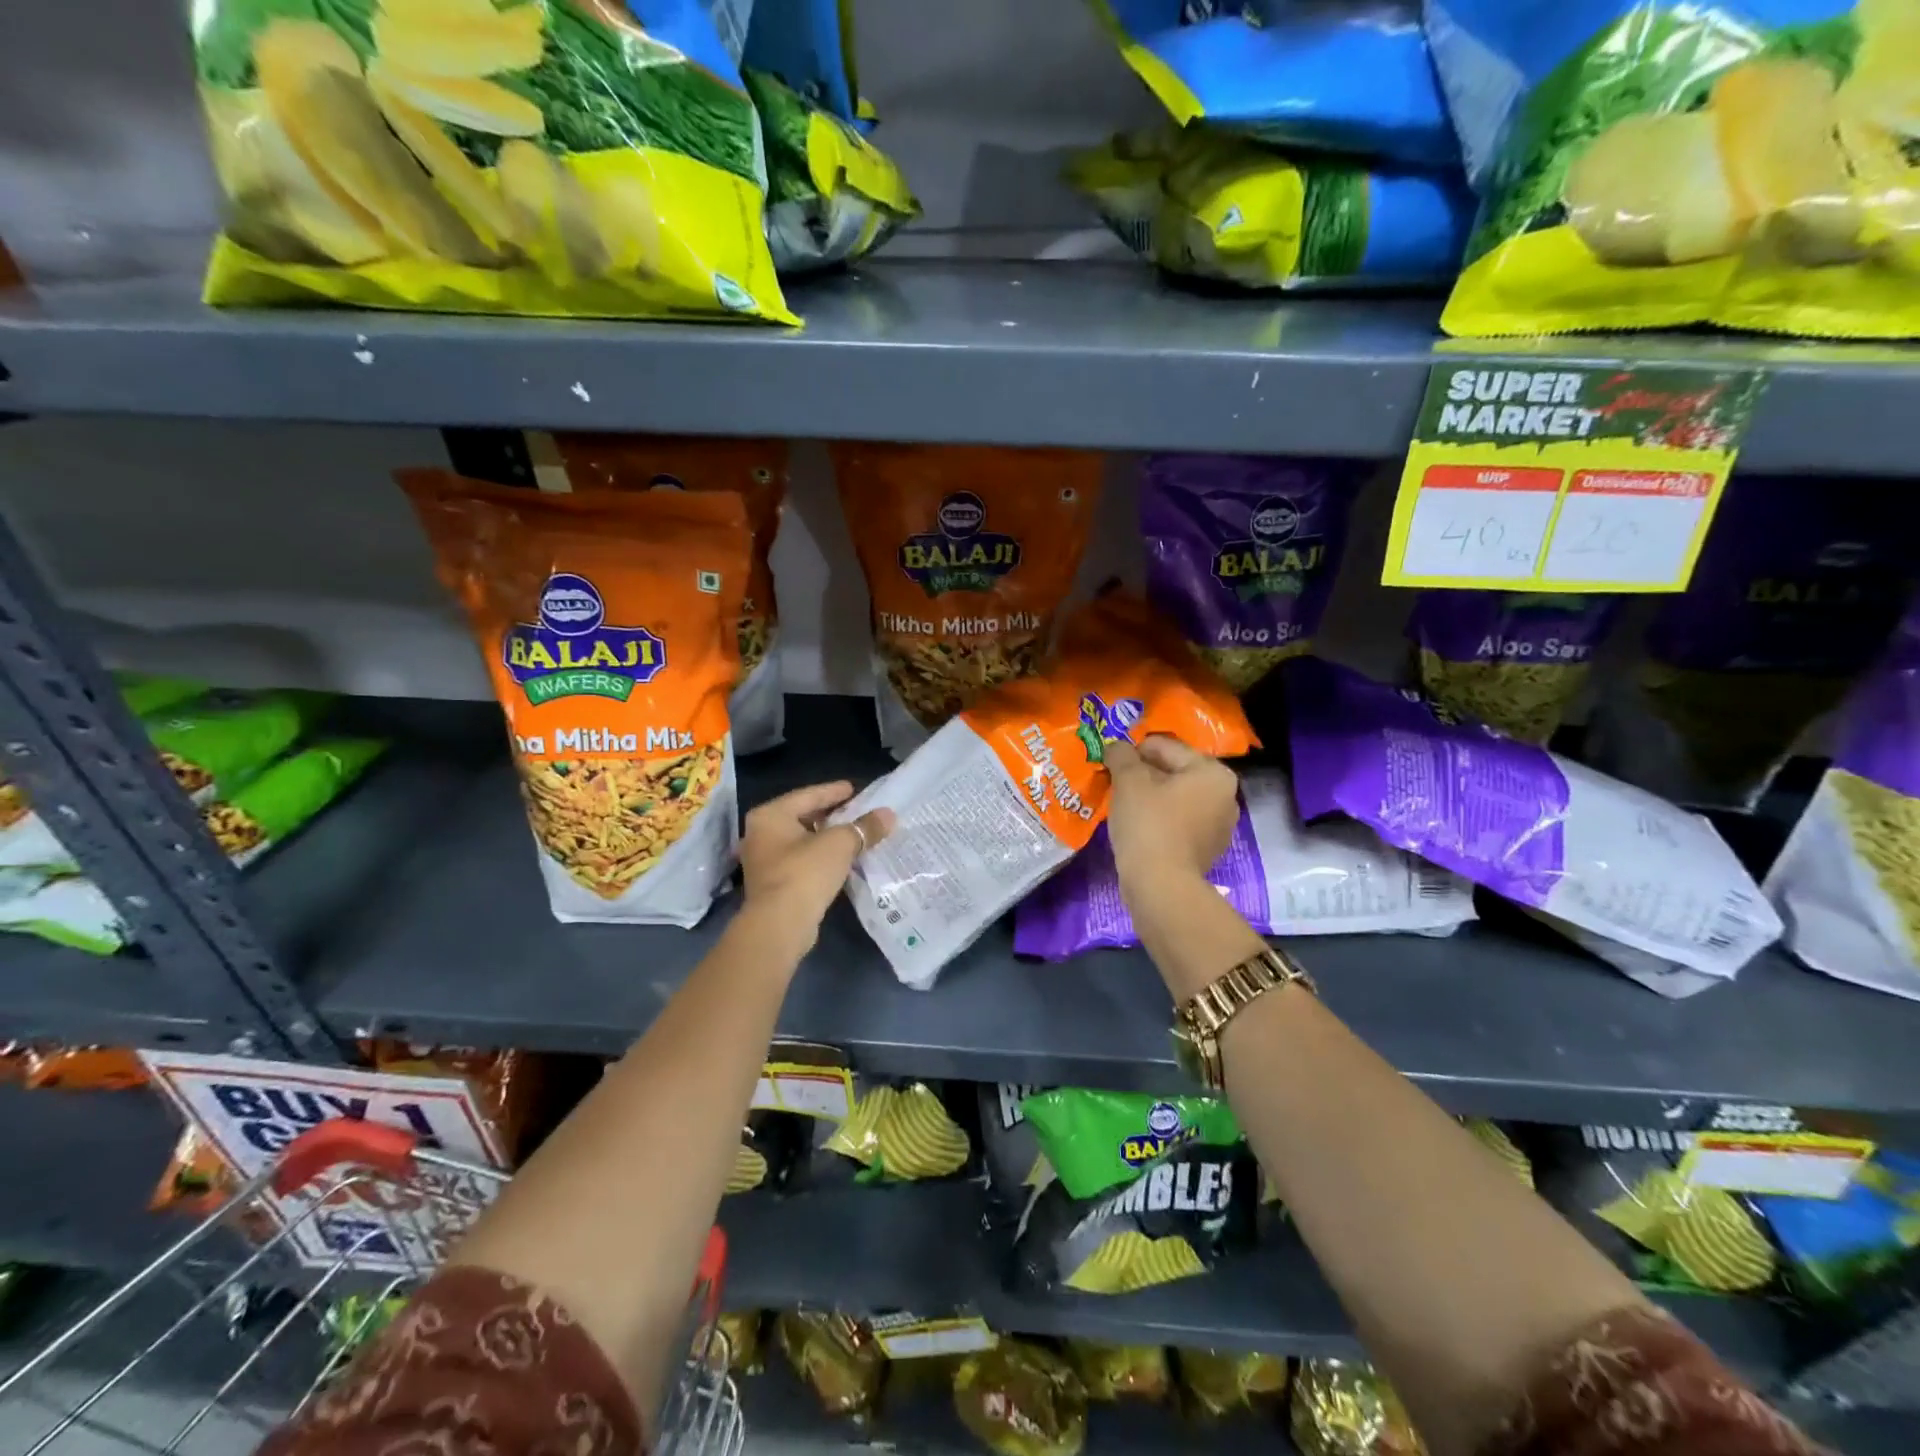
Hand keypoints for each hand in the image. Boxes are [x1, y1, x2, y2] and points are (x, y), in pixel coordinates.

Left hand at [738, 781, 892, 950]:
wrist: (780, 925)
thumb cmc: (805, 872)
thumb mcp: (841, 844)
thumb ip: (865, 827)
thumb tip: (888, 815)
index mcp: (770, 815)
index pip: (808, 795)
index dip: (834, 791)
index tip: (854, 788)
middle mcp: (760, 834)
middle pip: (803, 817)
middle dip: (831, 815)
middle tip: (856, 810)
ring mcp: (763, 860)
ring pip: (801, 840)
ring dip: (826, 838)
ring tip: (854, 834)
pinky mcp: (772, 883)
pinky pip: (801, 860)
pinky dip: (820, 857)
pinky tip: (841, 859)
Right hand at [1104, 735, 1238, 887]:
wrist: (1160, 886)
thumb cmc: (1148, 824)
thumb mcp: (1128, 781)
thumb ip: (1122, 756)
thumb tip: (1116, 746)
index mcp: (1213, 773)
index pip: (1167, 747)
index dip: (1135, 750)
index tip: (1112, 760)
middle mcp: (1225, 796)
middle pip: (1175, 772)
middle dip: (1145, 774)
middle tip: (1115, 781)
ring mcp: (1219, 826)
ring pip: (1176, 798)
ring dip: (1151, 797)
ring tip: (1123, 804)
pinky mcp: (1206, 850)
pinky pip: (1179, 822)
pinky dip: (1159, 819)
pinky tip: (1137, 826)